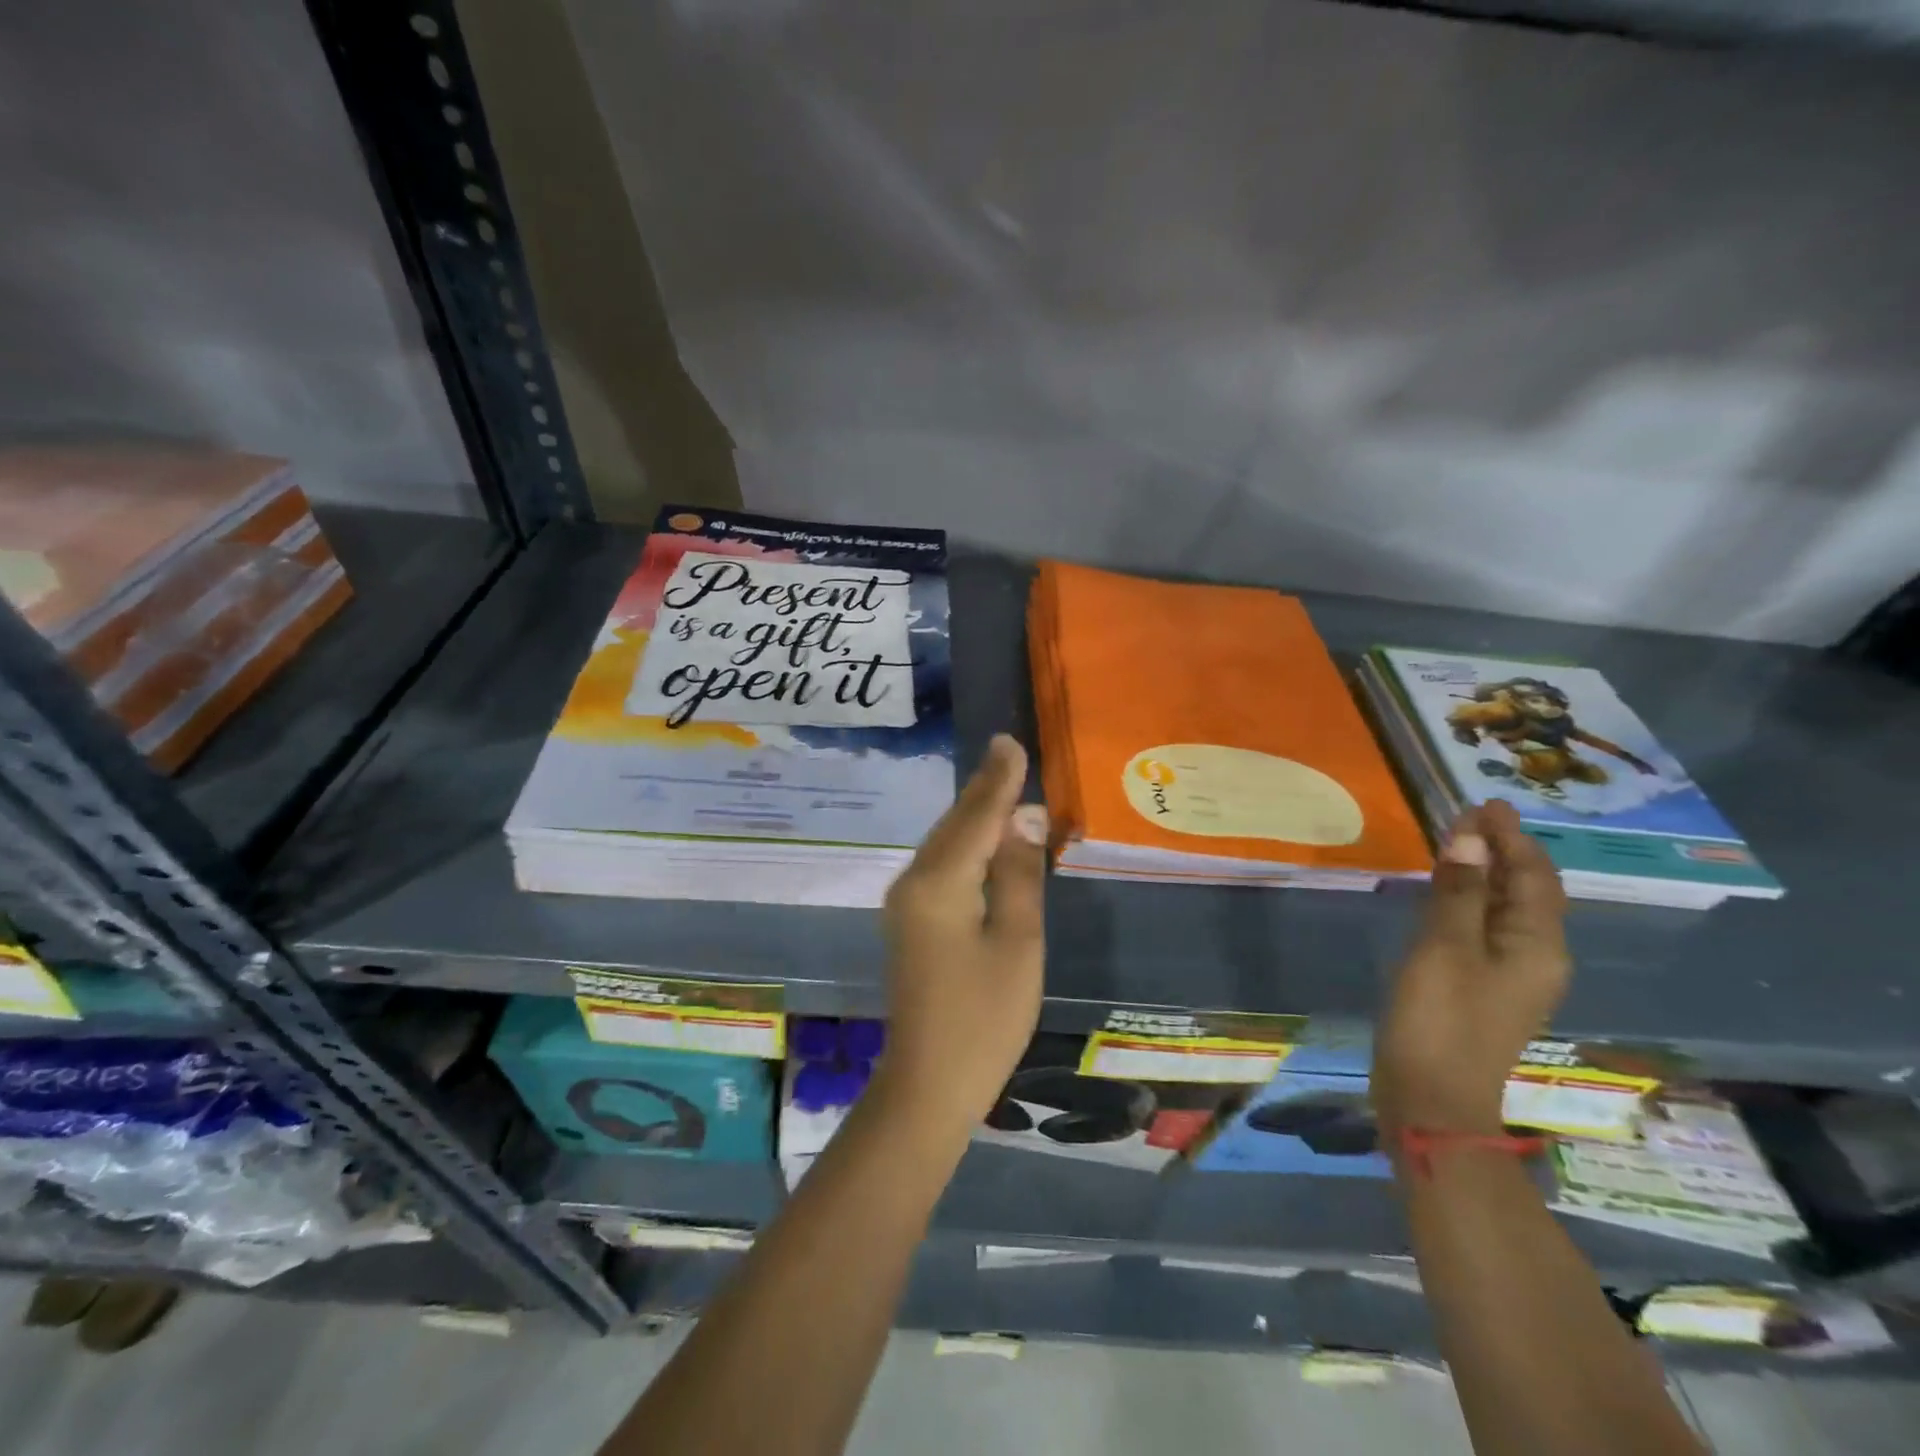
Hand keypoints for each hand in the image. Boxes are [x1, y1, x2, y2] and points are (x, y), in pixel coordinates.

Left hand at [876, 734, 1047, 1132]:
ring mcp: (905, 903)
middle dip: (985, 791)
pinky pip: (941, 867)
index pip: (976, 817)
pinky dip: (966, 845)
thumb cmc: (984, 1018)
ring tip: (1004, 785)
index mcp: (939, 883)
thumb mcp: (1017, 942)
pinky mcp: (909, 922)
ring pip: (945, 844)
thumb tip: (1024, 819)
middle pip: (955, 825)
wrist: (928, 1084)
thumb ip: (1019, 875)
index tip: (1010, 743)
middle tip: (1010, 755)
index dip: (998, 780)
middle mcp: (913, 882)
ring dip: (975, 816)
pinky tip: (985, 839)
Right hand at [1373, 800, 1570, 1138]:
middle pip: (1526, 891)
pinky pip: (1485, 928)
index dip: (1511, 837)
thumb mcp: (1445, 948)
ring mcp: (1510, 975)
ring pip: (1506, 909)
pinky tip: (1448, 892)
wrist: (1431, 1098)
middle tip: (1467, 816)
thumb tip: (1471, 838)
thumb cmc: (1440, 1019)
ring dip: (1486, 873)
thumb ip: (1459, 892)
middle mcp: (1536, 956)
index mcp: (1538, 945)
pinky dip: (1471, 900)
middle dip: (1501, 850)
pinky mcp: (1482, 986)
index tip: (1484, 803)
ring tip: (1457, 843)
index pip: (1534, 876)